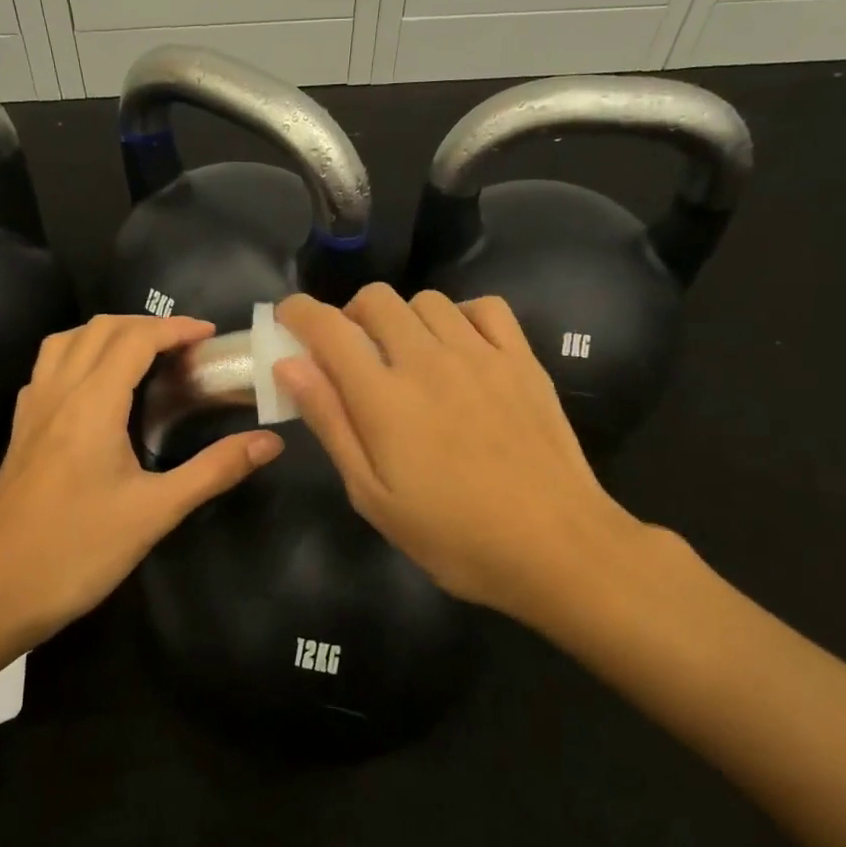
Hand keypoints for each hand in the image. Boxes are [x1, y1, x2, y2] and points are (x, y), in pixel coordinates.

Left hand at [0, 314, 282, 637]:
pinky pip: (48, 368)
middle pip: (100, 329)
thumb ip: (213, 471)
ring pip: (66, 341)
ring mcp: (32, 410)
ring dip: (109, 334)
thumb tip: (270, 442)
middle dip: (146, 325)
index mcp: (91, 404)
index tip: (211, 336)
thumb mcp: (155, 513)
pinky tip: (97, 388)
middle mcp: (58, 393)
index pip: (135, 339)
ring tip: (144, 356)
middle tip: (186, 347)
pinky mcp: (21, 431)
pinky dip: (79, 355)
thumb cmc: (77, 552)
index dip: (176, 328)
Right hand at [275, 286, 651, 626]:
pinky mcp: (522, 360)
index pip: (328, 327)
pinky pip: (485, 307)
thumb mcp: (372, 495)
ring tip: (407, 356)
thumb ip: (330, 422)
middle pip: (376, 300)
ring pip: (427, 300)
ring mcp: (480, 354)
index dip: (299, 312)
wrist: (556, 547)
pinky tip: (461, 348)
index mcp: (383, 396)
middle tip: (351, 353)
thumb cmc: (453, 535)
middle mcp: (428, 359)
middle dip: (350, 316)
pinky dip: (461, 316)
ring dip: (403, 318)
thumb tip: (290, 364)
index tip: (289, 319)